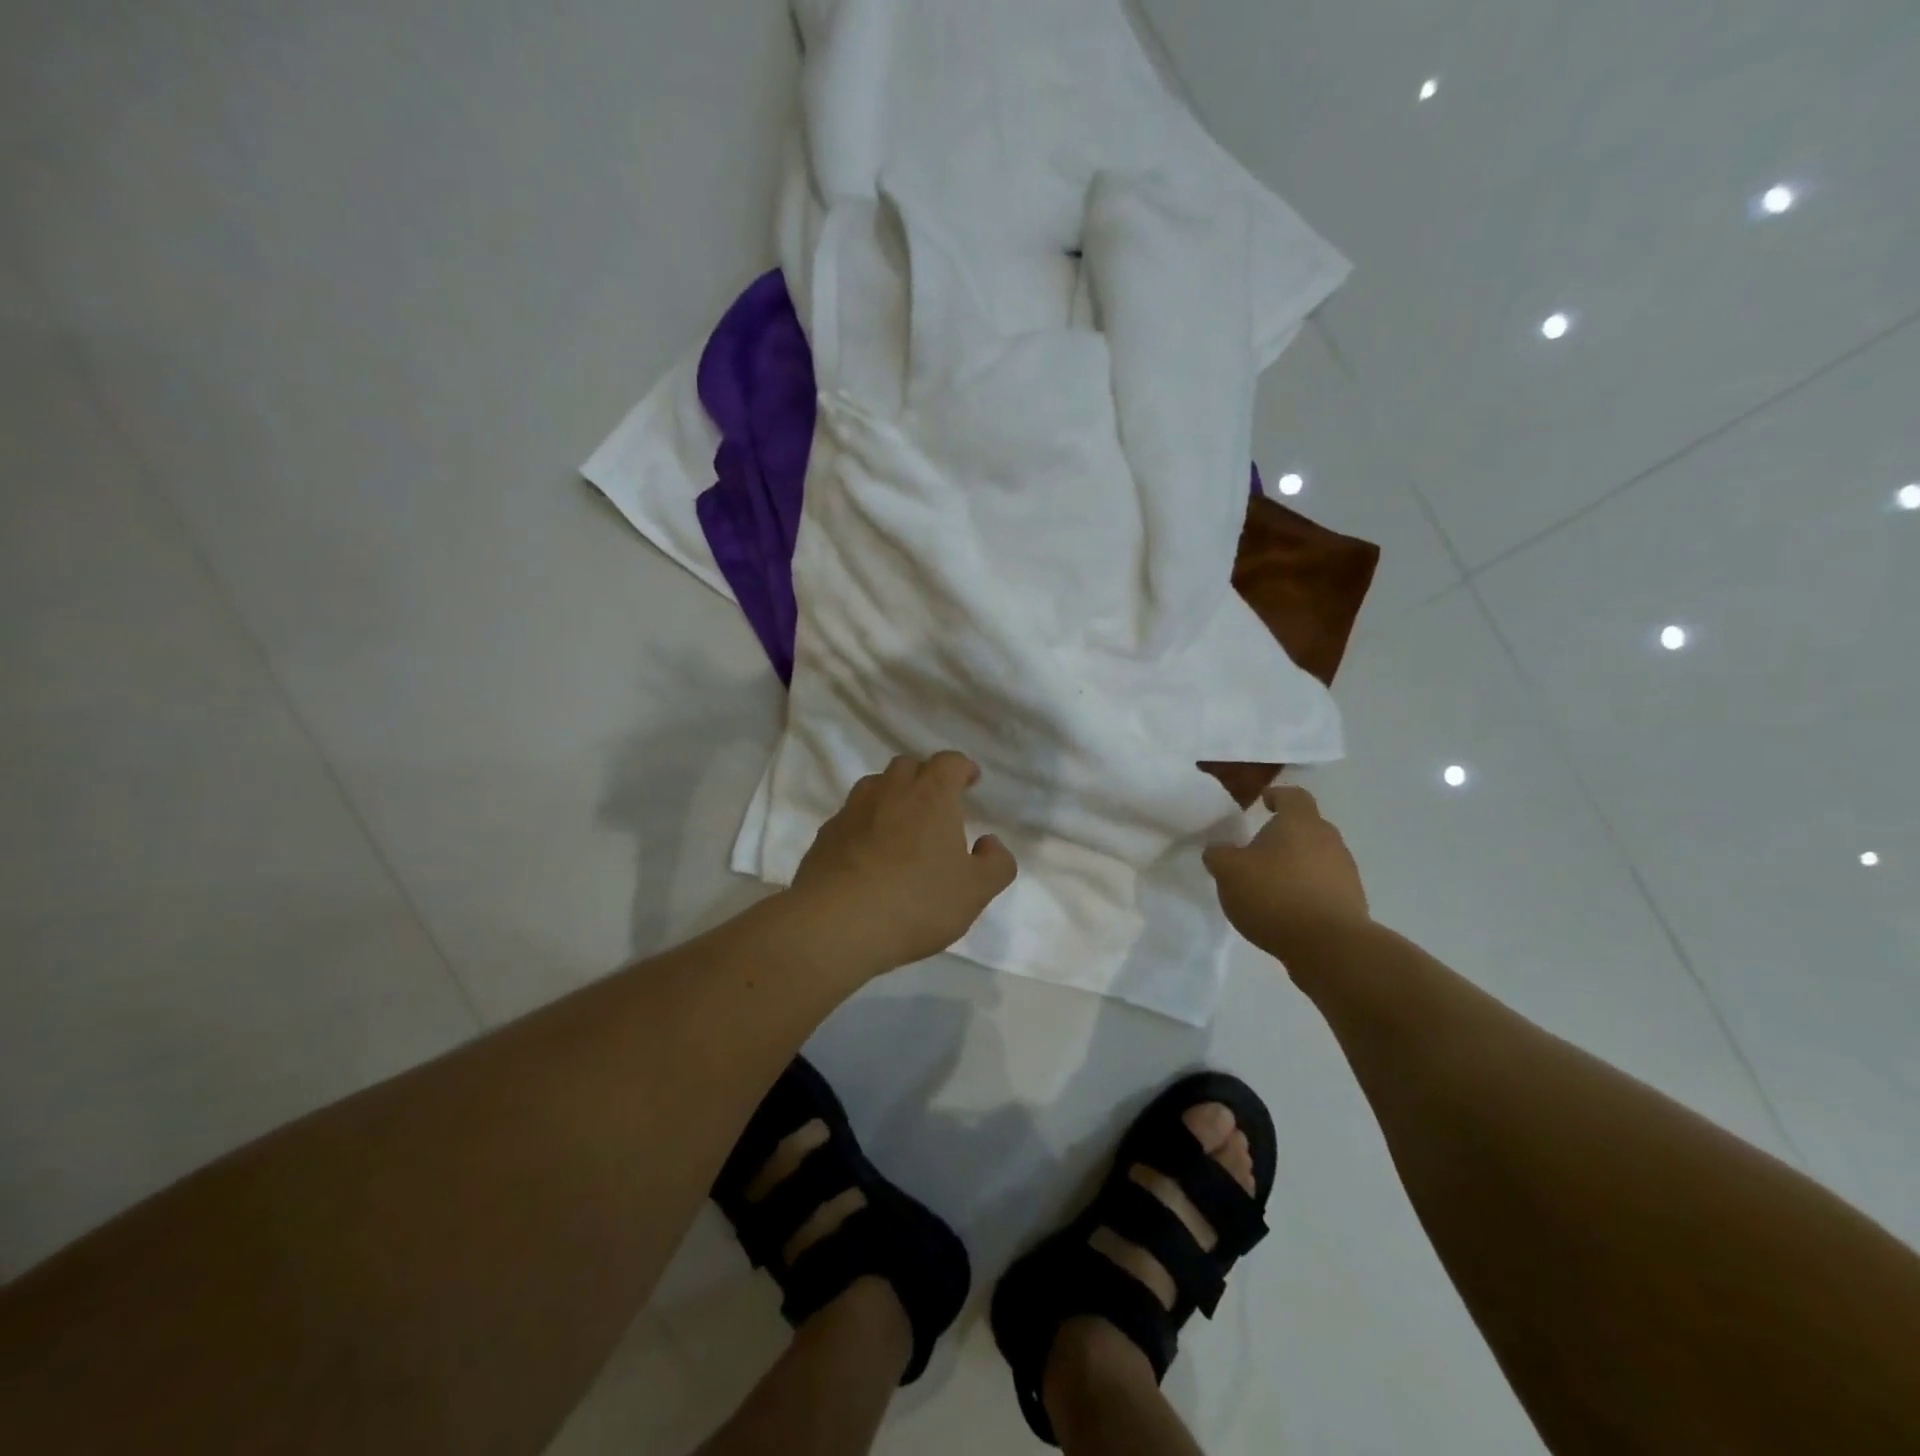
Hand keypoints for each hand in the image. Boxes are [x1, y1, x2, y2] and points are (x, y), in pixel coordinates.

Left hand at [790, 751, 1017, 972]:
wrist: (837, 924)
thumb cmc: (917, 901)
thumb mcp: (975, 891)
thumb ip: (995, 864)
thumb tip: (989, 843)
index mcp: (931, 795)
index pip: (949, 762)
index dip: (962, 768)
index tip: (969, 781)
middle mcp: (890, 791)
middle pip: (907, 766)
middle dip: (924, 778)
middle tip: (935, 805)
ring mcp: (852, 811)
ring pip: (874, 787)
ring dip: (890, 797)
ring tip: (900, 826)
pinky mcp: (825, 835)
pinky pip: (850, 817)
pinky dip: (863, 825)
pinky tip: (868, 855)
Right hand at [1202, 784, 1369, 958]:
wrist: (1329, 947)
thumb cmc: (1274, 895)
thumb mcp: (1228, 872)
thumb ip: (1219, 855)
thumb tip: (1218, 850)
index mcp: (1300, 823)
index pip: (1293, 795)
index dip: (1277, 796)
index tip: (1263, 803)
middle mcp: (1329, 840)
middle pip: (1307, 827)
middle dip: (1284, 835)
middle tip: (1258, 850)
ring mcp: (1345, 872)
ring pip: (1317, 857)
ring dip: (1296, 865)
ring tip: (1270, 885)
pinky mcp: (1352, 903)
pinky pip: (1325, 886)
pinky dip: (1306, 891)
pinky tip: (1287, 910)